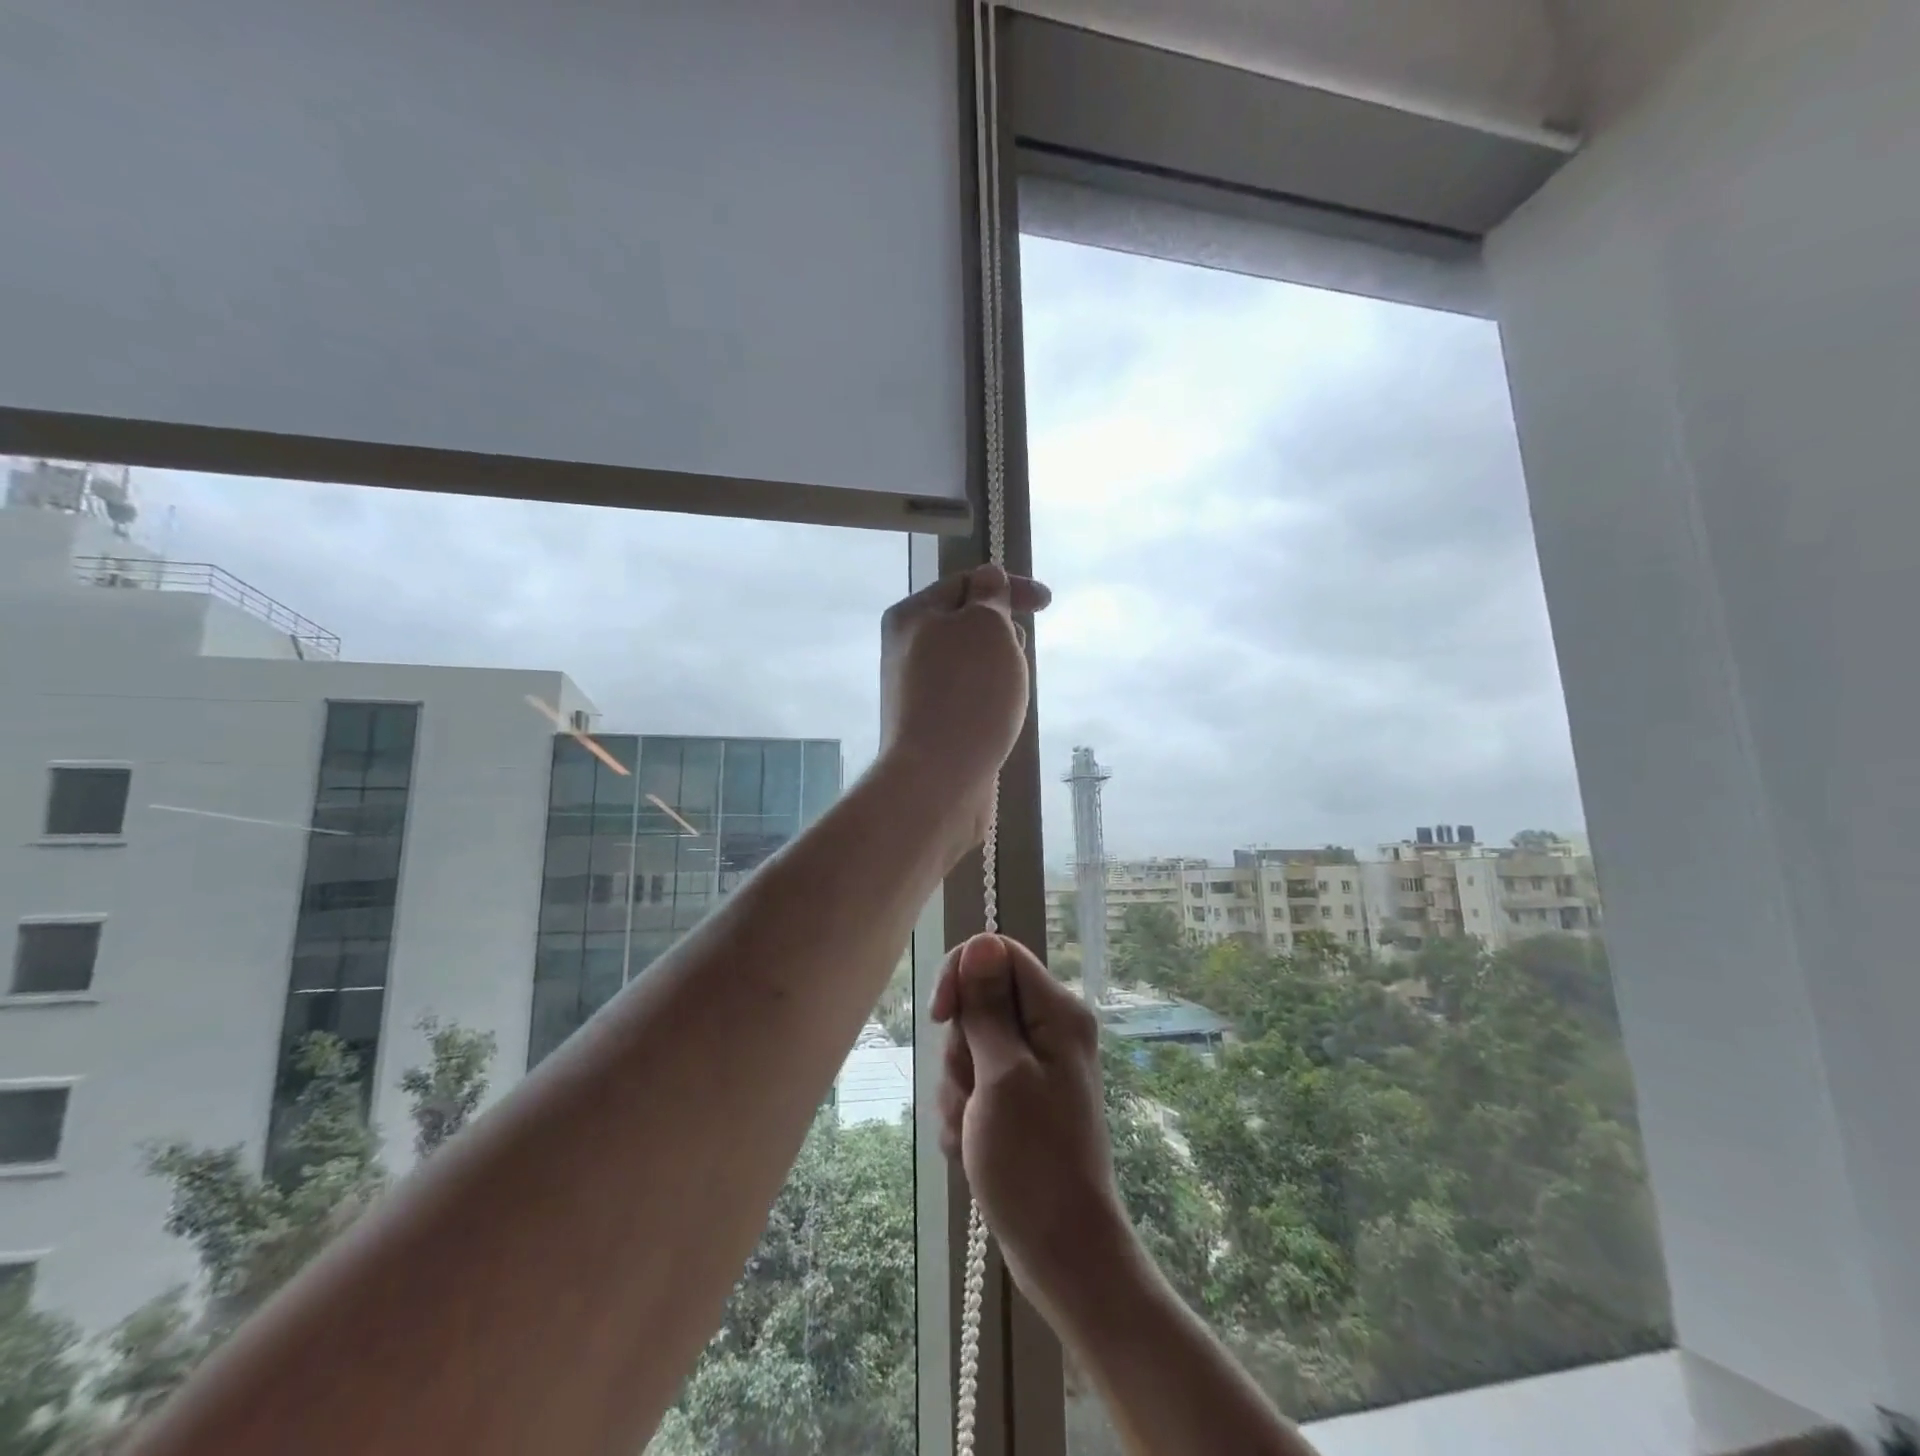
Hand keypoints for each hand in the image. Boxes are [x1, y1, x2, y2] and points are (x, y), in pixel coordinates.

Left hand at [878, 565, 1048, 854]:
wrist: (938, 779)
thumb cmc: (967, 693)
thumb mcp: (985, 626)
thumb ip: (990, 596)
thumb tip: (988, 578)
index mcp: (911, 617)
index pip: (965, 583)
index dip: (1008, 586)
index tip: (1047, 603)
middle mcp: (907, 650)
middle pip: (966, 625)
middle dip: (1003, 632)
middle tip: (1016, 655)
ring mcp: (917, 691)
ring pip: (971, 664)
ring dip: (999, 668)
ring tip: (1009, 692)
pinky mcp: (931, 726)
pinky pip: (969, 698)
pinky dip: (990, 699)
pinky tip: (1000, 718)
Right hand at [931, 935, 1133, 1321]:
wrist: (1061, 1250)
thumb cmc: (1033, 1162)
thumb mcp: (1002, 1075)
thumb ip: (988, 1006)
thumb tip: (981, 941)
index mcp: (1056, 1011)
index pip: (997, 953)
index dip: (961, 975)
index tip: (941, 1018)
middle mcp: (1048, 1029)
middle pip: (978, 1003)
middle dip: (960, 1050)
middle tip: (974, 1095)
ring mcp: (1032, 1065)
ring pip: (969, 1047)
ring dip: (958, 1089)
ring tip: (974, 1130)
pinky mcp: (1017, 1097)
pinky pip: (973, 1083)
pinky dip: (964, 1113)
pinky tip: (972, 1146)